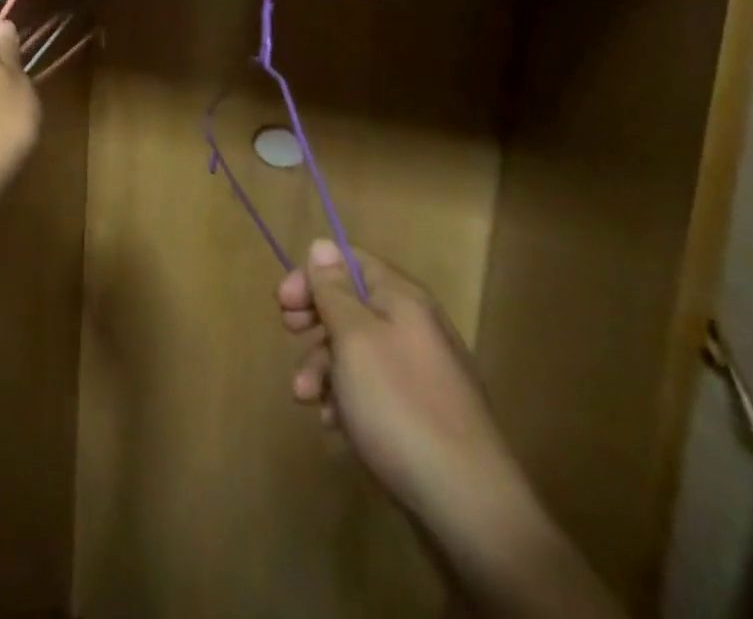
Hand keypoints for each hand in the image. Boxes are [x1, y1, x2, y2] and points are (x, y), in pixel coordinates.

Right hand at [280, 243, 624, 618]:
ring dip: (324, 369)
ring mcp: (421, 373)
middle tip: (291, 340)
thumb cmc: (399, 405)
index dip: (312, 274)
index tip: (283, 304)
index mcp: (402, 298)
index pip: (349, 260)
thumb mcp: (353, 337)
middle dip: (315, 325)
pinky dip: (348, 402)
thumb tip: (322, 245)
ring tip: (309, 401)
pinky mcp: (421, 415)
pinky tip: (337, 428)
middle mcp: (415, 326)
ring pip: (356, 352)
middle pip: (350, 305)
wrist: (468, 507)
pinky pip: (373, 391)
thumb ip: (333, 289)